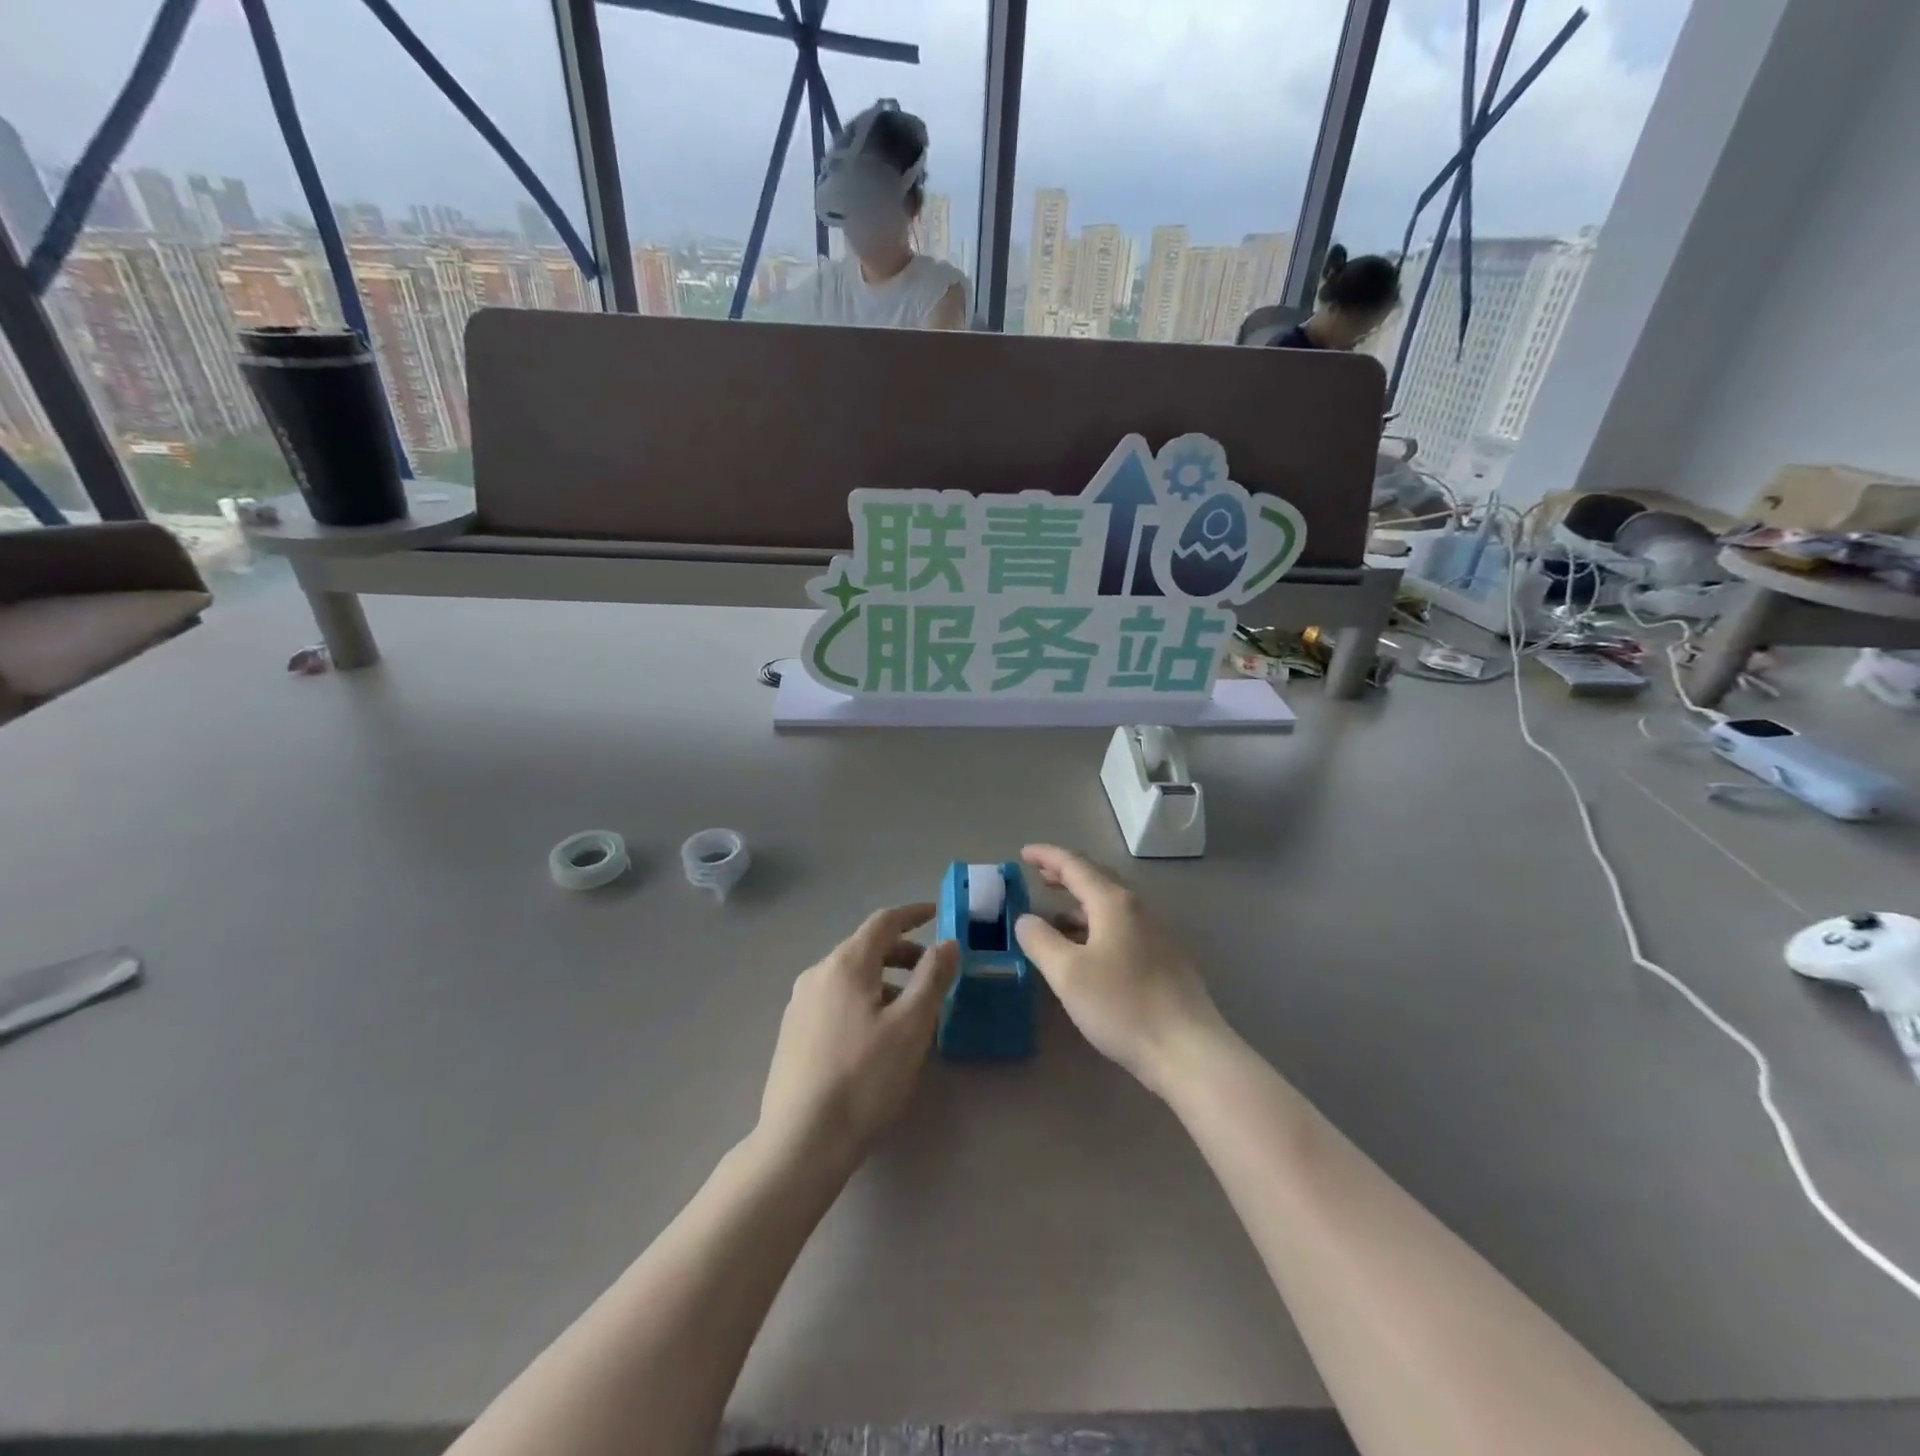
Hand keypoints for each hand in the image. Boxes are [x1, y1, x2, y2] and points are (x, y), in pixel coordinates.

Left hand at [758, 903, 959, 1168]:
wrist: (801, 1141)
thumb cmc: (864, 1078)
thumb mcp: (911, 1026)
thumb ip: (933, 978)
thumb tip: (947, 943)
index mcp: (845, 964)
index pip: (883, 922)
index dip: (913, 914)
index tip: (937, 913)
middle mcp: (817, 974)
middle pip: (865, 948)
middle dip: (902, 953)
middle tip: (933, 972)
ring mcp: (799, 1004)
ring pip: (850, 977)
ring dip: (884, 980)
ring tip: (910, 1011)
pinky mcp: (792, 1034)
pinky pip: (836, 1000)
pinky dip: (863, 1000)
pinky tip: (876, 1036)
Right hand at [1014, 845, 1229, 1097]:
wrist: (1187, 1050)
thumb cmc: (1122, 1005)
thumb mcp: (1067, 974)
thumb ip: (1040, 940)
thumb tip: (1026, 919)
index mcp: (1113, 903)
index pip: (1075, 865)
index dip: (1047, 856)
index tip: (1023, 853)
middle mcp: (1137, 910)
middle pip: (1097, 880)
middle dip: (1065, 874)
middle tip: (1038, 875)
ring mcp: (1154, 934)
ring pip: (1110, 906)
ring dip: (1079, 903)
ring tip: (1054, 914)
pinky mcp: (1162, 959)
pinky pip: (1121, 927)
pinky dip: (1095, 925)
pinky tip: (1085, 949)